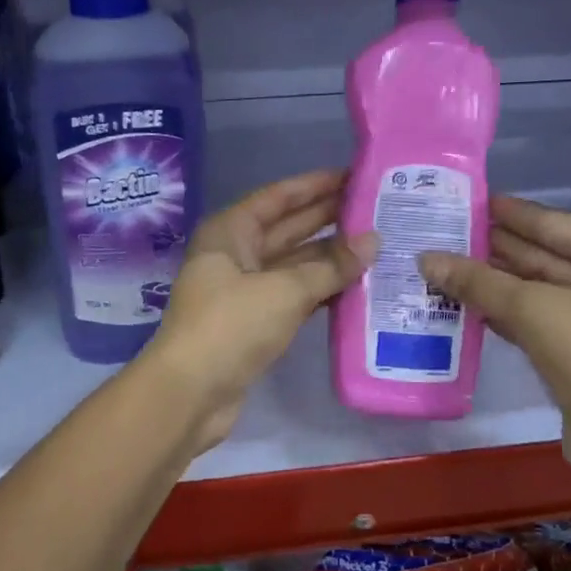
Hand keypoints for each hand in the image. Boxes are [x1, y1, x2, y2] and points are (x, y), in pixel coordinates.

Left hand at [145, 169, 374, 452]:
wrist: (190, 394)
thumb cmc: (231, 326)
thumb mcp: (284, 290)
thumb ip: (331, 266)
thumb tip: (373, 240)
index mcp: (231, 231)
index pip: (279, 197)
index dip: (316, 185)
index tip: (355, 176)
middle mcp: (236, 253)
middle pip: (288, 228)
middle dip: (330, 219)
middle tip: (378, 209)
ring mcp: (245, 289)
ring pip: (295, 264)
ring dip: (331, 258)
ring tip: (379, 245)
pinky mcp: (256, 321)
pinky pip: (295, 295)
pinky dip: (322, 290)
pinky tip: (359, 286)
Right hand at [419, 196, 570, 485]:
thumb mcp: (532, 309)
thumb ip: (477, 280)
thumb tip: (425, 258)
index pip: (558, 223)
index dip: (513, 213)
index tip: (473, 202)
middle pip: (550, 255)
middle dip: (500, 249)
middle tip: (450, 233)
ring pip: (544, 290)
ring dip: (499, 282)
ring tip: (449, 265)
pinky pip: (544, 320)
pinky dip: (510, 312)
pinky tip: (470, 304)